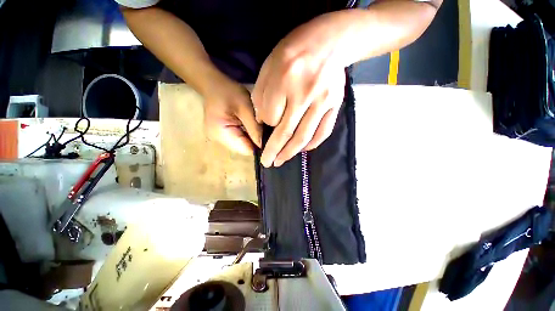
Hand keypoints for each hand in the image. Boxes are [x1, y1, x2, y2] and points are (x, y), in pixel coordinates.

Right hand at [203, 74, 260, 154]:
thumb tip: (266, 146)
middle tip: (266, 130)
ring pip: (243, 144)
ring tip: (259, 127)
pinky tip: (251, 126)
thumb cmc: (228, 92)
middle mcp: (219, 141)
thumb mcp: (245, 108)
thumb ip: (255, 128)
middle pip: (245, 148)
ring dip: (252, 137)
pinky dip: (247, 134)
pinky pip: (240, 139)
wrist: (212, 84)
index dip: (260, 146)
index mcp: (221, 134)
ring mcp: (220, 139)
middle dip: (257, 141)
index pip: (246, 150)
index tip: (271, 138)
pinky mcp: (223, 135)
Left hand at [252, 12, 349, 167]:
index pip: (270, 116)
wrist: (330, 41)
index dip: (264, 126)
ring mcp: (323, 102)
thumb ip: (261, 95)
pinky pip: (323, 132)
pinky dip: (312, 145)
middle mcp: (304, 94)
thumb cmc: (294, 51)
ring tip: (281, 161)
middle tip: (267, 163)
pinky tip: (302, 150)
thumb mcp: (269, 66)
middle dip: (274, 151)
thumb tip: (262, 121)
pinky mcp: (335, 106)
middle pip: (286, 132)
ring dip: (291, 152)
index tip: (264, 129)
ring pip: (304, 136)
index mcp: (284, 80)